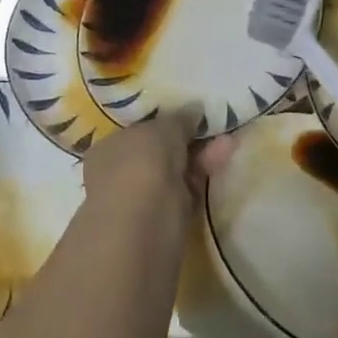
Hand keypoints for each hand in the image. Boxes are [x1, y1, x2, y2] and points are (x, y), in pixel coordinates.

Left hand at [81, 109, 235, 216]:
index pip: (138, 131)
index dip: (165, 122)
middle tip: (216, 128)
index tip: (192, 116)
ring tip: (229, 142)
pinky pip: (187, 193)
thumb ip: (179, 119)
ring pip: (176, 173)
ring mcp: (141, 200)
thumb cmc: (141, 166)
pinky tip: (223, 159)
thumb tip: (193, 108)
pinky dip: (203, 177)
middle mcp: (119, 174)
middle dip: (189, 140)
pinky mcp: (165, 221)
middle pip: (160, 152)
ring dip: (201, 157)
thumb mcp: (162, 130)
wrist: (142, 228)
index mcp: (107, 148)